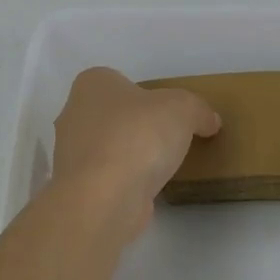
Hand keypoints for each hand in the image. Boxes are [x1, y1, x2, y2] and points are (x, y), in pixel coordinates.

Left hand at [52, 67, 220, 237]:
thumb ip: (198, 110)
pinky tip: (146, 191)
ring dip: (130, 156)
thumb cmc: (138, 136)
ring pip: (108, 148)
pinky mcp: (77, 188)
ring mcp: (71, 154)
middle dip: (137, 126)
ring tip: (162, 168)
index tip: (168, 112)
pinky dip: (124, 182)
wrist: (104, 198)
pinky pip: (107, 178)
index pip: (119, 81)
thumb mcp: (183, 108)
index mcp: (92, 84)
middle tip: (169, 139)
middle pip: (113, 115)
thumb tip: (209, 121)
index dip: (145, 94)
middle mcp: (73, 114)